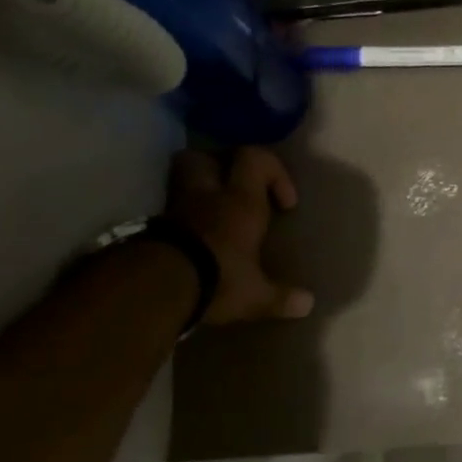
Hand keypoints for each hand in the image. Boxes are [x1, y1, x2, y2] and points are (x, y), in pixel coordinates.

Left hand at [164, 148, 313, 324]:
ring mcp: (176, 209)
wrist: (155, 289)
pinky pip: (171, 210)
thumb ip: (281, 297)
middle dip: (223, 166)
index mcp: (241, 201)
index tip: (283, 203)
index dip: (273, 171)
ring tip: (214, 213)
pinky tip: (192, 239)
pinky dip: (182, 218)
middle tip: (237, 191)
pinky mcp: (153, 227)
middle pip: (207, 157)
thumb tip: (308, 304)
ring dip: (199, 189)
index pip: (255, 158)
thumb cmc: (218, 279)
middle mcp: (208, 196)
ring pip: (183, 179)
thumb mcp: (255, 295)